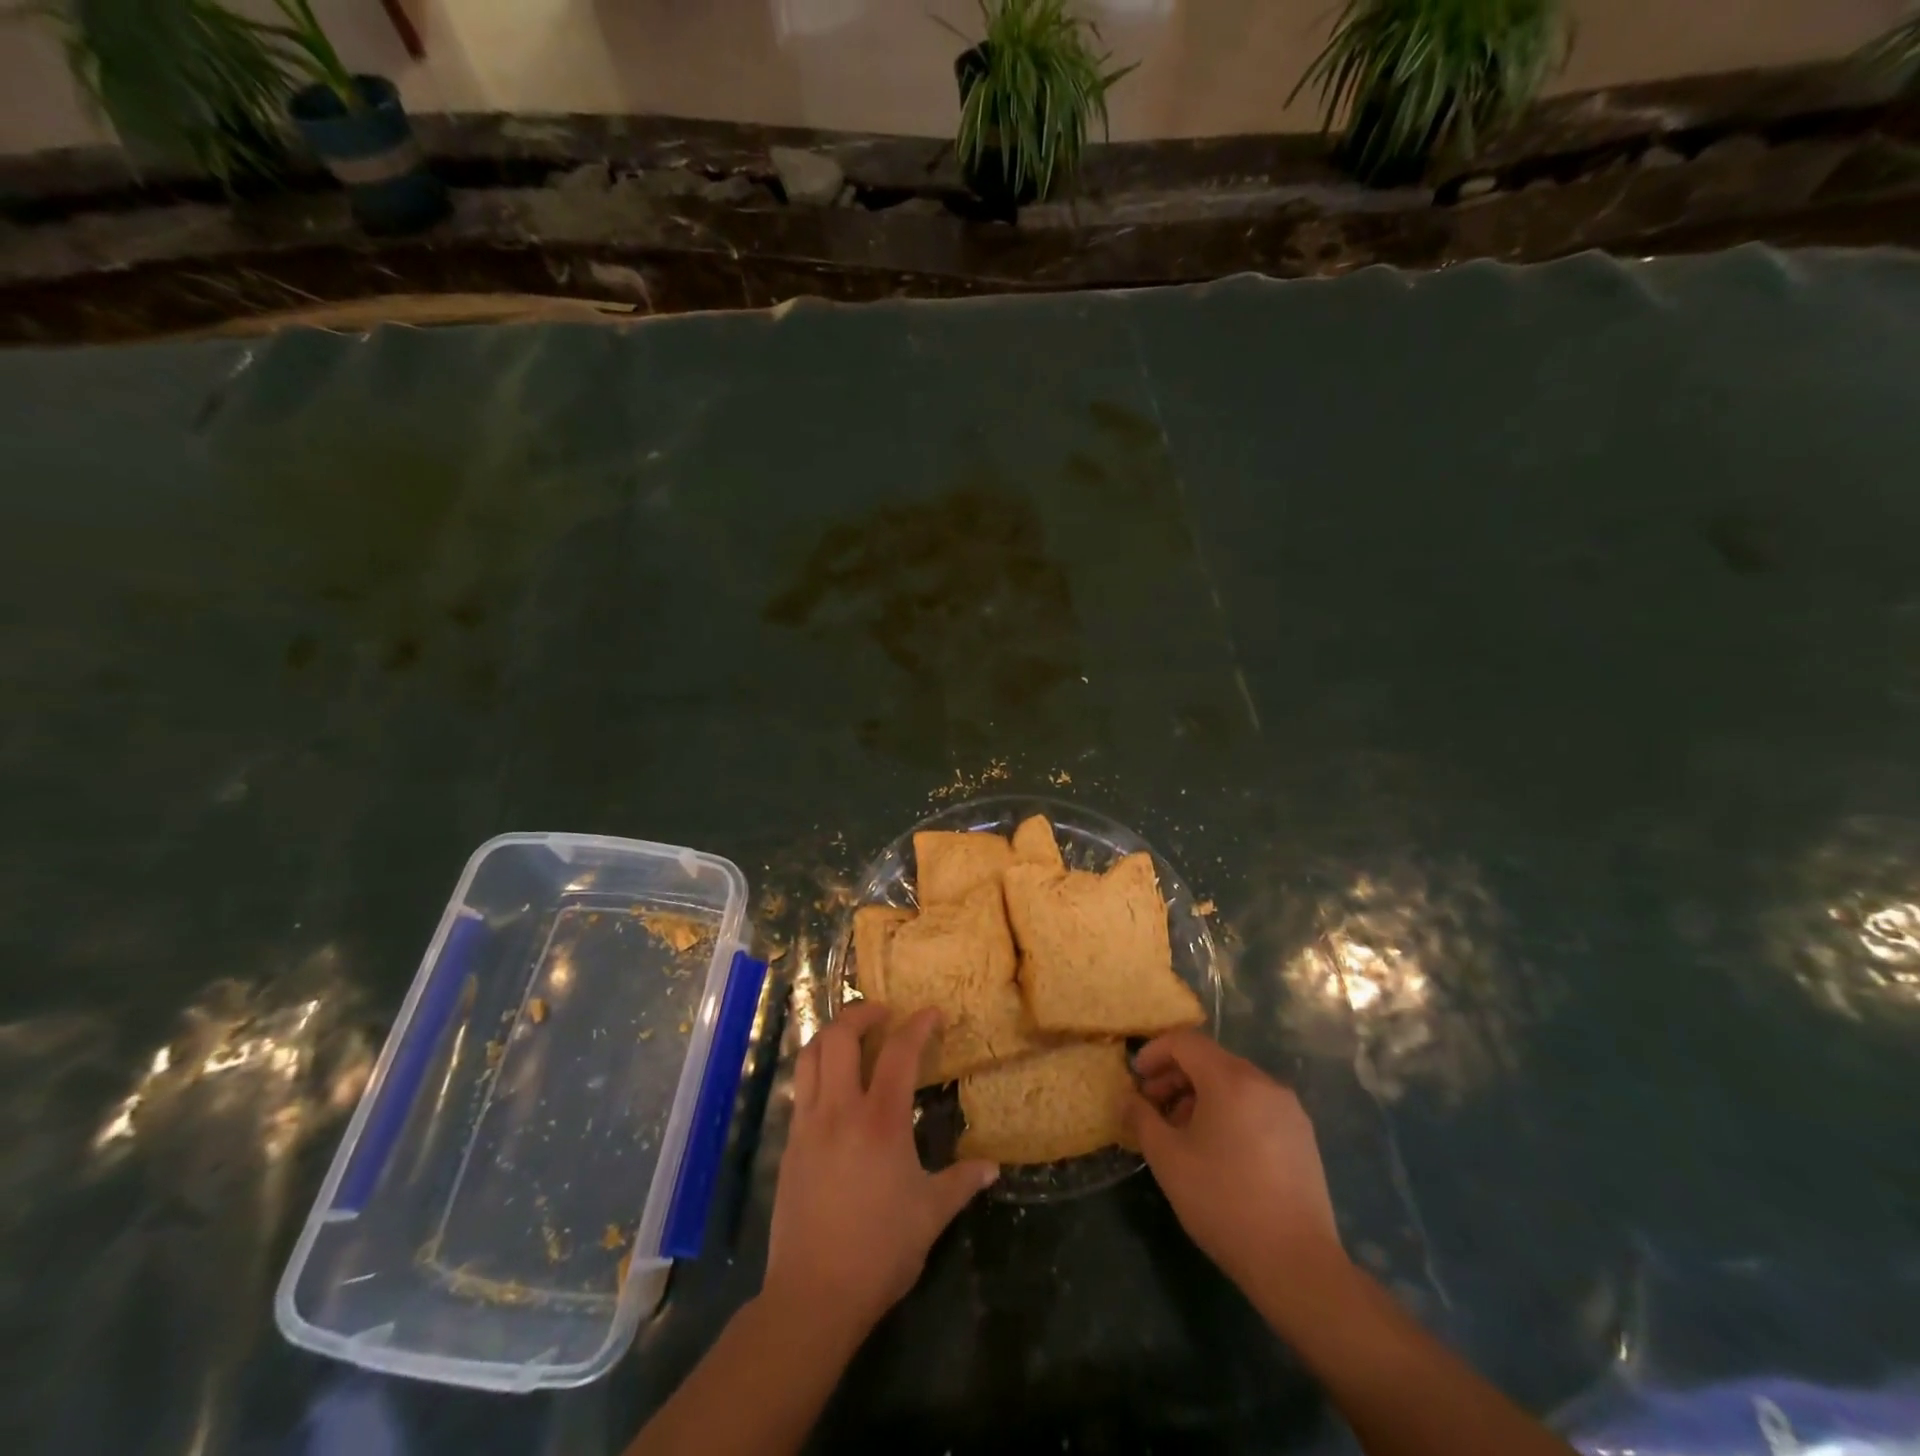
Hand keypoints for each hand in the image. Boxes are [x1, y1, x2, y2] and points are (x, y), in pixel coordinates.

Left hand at [762, 1003, 997, 1344]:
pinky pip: (800, 1088)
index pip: (899, 1053)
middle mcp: (840, 1110)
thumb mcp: (930, 1215)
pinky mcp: (790, 1144)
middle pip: (839, 1036)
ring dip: (830, 1034)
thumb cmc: (880, 1251)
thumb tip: (992, 1167)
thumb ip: (961, 1182)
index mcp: (881, 1121)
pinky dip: (816, 1069)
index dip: (917, 1025)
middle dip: (860, 1013)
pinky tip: (832, 1086)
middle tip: (882, 1014)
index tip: (931, 1013)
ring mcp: (808, 1125)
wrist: (813, 1295)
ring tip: (852, 1038)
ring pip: (809, 1055)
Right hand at [1125, 1030, 1342, 1297]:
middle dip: (1175, 1076)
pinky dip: (1228, 1111)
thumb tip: (1127, 1098)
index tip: (1136, 1078)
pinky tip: (1217, 1149)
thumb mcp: (1168, 1159)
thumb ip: (1141, 1118)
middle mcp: (1263, 1083)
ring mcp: (1288, 1109)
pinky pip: (1255, 1105)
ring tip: (1181, 1131)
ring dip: (1200, 1095)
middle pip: (1210, 1060)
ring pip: (1234, 1083)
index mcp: (1231, 1079)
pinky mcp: (1302, 1136)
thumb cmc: (1223, 1202)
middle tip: (1152, 1106)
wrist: (1296, 1264)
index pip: (1185, 1042)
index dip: (1155, 1052)